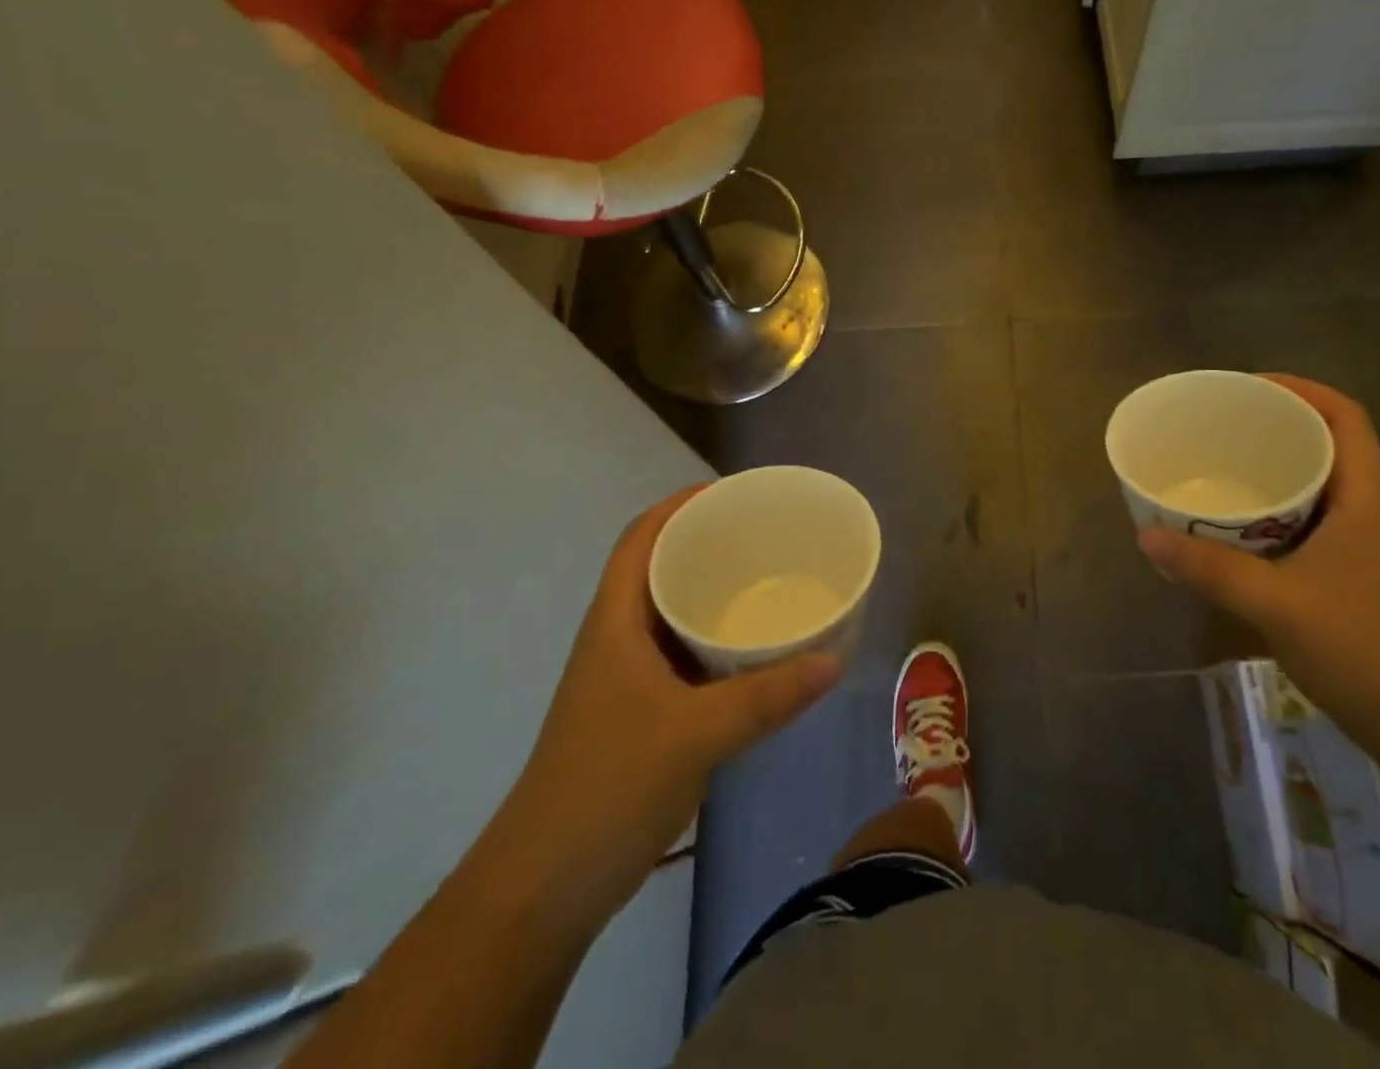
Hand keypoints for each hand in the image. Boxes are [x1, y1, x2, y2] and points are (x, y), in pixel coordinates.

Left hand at [474, 488, 840, 937]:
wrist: (544, 887)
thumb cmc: (607, 787)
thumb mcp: (695, 734)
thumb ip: (767, 697)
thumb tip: (835, 661)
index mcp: (615, 623)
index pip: (641, 538)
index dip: (679, 505)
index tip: (732, 492)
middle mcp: (618, 640)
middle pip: (659, 569)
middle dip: (706, 544)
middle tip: (765, 535)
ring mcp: (627, 680)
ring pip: (673, 615)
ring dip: (713, 595)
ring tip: (768, 581)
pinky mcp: (640, 714)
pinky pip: (684, 657)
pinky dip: (717, 643)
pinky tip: (755, 653)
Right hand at [1138, 377, 1379, 766]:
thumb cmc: (1368, 653)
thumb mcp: (1280, 605)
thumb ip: (1211, 569)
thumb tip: (1145, 534)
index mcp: (1363, 499)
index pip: (1345, 418)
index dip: (1301, 389)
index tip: (1248, 387)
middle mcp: (1364, 512)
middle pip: (1325, 444)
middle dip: (1273, 425)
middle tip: (1217, 426)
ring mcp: (1357, 547)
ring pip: (1312, 486)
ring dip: (1269, 471)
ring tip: (1215, 467)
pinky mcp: (1345, 578)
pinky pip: (1301, 523)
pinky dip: (1267, 513)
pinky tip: (1229, 530)